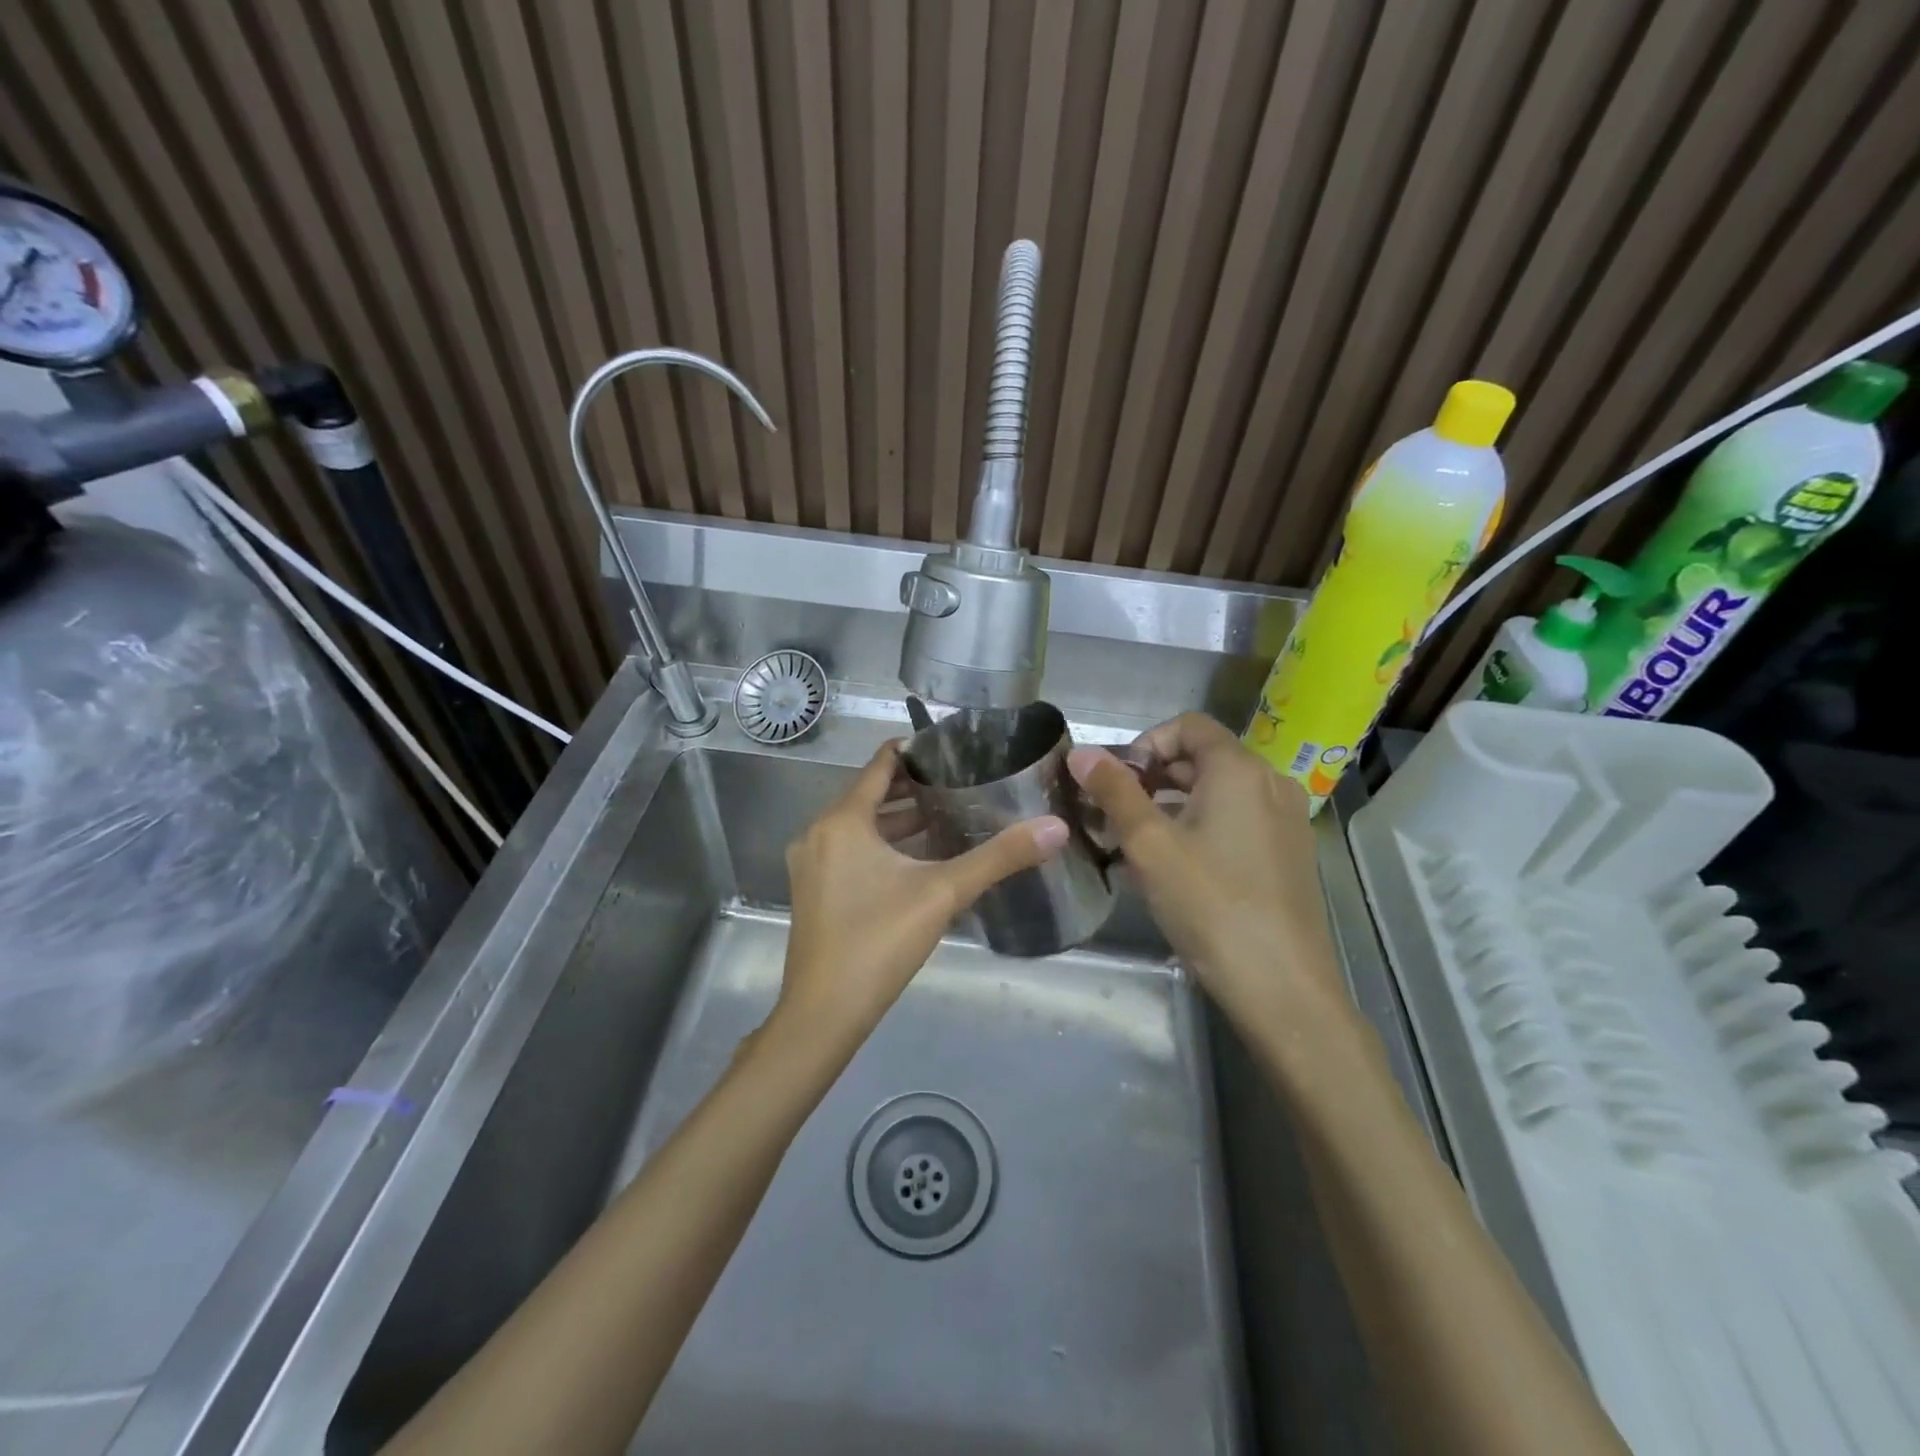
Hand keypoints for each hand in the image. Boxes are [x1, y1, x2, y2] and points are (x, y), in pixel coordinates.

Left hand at [776, 741, 1067, 1040]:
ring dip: (900, 820)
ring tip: (951, 814)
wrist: (823, 1015)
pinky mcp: (814, 891)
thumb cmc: (878, 942)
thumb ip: (999, 857)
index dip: (916, 751)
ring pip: (861, 826)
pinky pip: (852, 851)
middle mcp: (819, 833)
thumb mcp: (943, 893)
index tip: (955, 748)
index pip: (880, 764)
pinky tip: (921, 858)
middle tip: (964, 781)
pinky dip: (883, 846)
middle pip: (870, 794)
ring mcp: (812, 864)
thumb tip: (1056, 827)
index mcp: (841, 820)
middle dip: (915, 787)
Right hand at [1068, 713, 1342, 1024]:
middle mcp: (1270, 784)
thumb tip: (1080, 752)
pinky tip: (1172, 869)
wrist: (1281, 986)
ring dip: (1172, 806)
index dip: (1145, 743)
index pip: (1187, 725)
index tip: (1117, 783)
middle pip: (1202, 758)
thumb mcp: (1149, 844)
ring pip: (1218, 794)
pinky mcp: (1289, 855)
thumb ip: (1114, 791)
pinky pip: (1237, 822)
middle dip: (1152, 778)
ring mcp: (1286, 821)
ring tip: (1134, 845)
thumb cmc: (1209, 904)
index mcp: (1239, 770)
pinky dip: (1200, 829)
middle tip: (1114, 815)